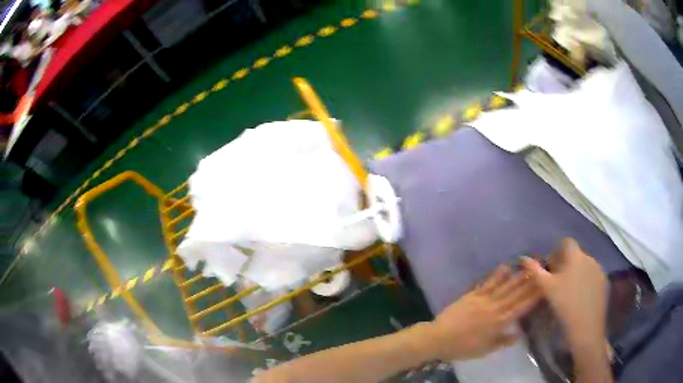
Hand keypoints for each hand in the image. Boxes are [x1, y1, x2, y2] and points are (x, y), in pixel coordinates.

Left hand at [424, 265, 540, 360]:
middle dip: (530, 282)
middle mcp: (495, 308)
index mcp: (499, 323)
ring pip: (505, 286)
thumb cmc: (462, 348)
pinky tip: (506, 266)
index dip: (534, 297)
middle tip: (542, 269)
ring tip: (529, 266)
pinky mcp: (472, 295)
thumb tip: (520, 333)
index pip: (521, 308)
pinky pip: (487, 283)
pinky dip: (497, 275)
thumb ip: (502, 341)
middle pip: (516, 294)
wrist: (439, 338)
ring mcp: (483, 300)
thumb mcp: (485, 350)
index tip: (545, 286)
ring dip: (518, 276)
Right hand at [521, 237, 607, 348]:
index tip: (551, 266)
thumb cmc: (565, 305)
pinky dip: (586, 281)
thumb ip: (536, 271)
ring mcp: (599, 269)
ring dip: (577, 272)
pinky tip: (580, 297)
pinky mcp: (604, 282)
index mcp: (576, 256)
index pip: (567, 242)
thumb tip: (523, 258)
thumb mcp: (547, 289)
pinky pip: (592, 275)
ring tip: (569, 291)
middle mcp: (590, 257)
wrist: (586, 326)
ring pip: (585, 265)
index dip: (557, 250)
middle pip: (576, 254)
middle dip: (566, 263)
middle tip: (557, 281)